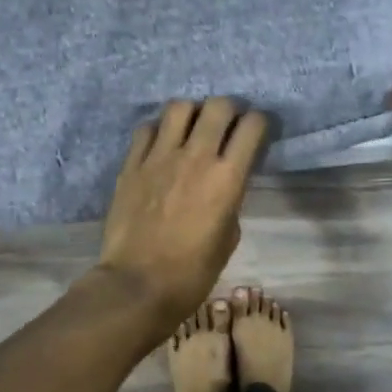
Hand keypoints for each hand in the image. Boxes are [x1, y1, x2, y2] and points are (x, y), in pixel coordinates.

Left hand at [97, 97, 267, 327]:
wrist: (138, 285)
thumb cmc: (192, 273)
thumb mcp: (228, 238)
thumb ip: (230, 201)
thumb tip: (224, 186)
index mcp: (228, 177)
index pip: (252, 126)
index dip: (259, 123)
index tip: (257, 132)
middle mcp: (196, 157)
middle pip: (219, 106)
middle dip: (229, 110)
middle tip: (227, 126)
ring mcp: (159, 157)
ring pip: (179, 107)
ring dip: (192, 113)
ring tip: (192, 129)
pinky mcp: (132, 165)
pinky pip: (147, 129)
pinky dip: (159, 130)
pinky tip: (161, 146)